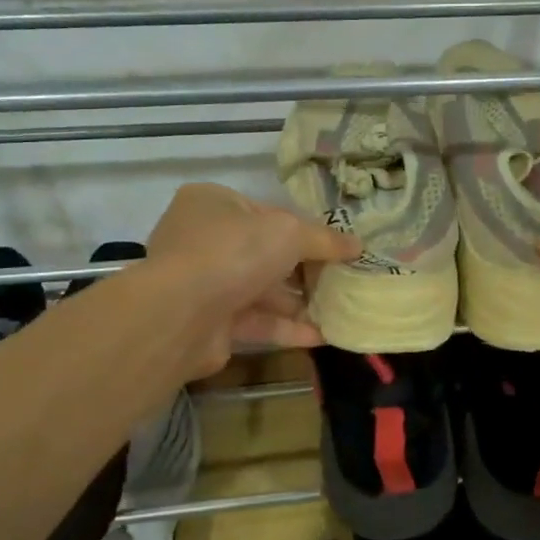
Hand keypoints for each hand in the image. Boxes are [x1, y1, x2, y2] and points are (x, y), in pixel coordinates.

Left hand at [145, 183, 358, 376]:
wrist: (181, 314)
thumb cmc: (234, 252)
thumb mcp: (289, 232)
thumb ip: (325, 239)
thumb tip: (358, 245)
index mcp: (212, 203)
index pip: (266, 212)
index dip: (303, 228)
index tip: (334, 246)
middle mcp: (202, 239)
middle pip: (264, 253)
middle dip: (303, 270)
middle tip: (341, 280)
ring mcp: (203, 283)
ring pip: (260, 290)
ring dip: (298, 302)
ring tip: (339, 309)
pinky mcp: (209, 323)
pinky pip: (255, 321)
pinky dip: (286, 328)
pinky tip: (322, 336)